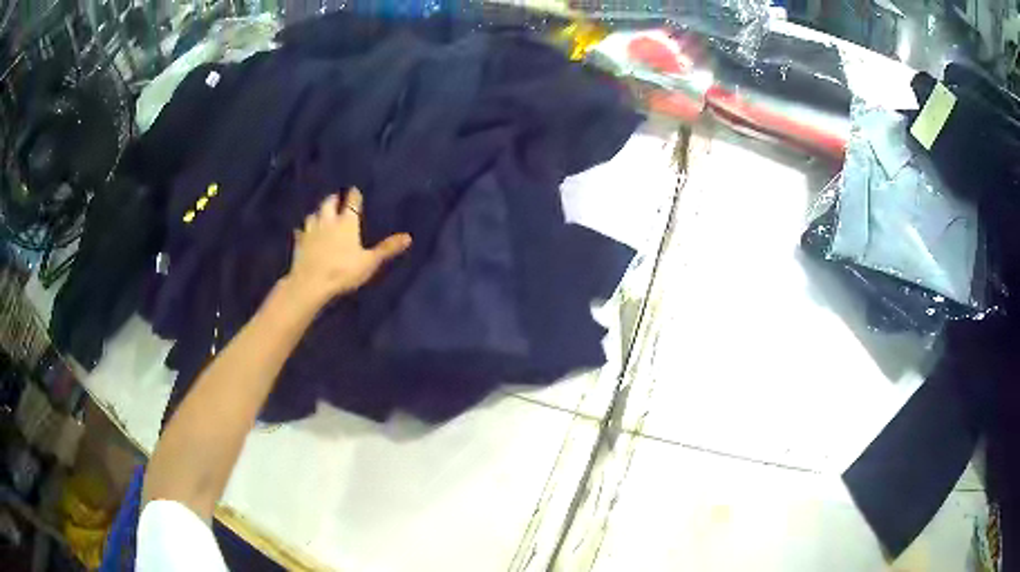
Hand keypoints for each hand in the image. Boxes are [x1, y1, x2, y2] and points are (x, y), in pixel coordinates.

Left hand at [285, 188, 410, 307]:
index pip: (351, 202)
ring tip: (321, 214)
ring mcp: (311, 231)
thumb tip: (408, 237)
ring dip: (318, 212)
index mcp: (346, 222)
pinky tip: (303, 233)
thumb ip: (387, 249)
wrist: (311, 283)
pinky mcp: (299, 243)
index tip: (355, 190)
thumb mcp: (369, 262)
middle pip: (329, 203)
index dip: (354, 195)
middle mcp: (328, 221)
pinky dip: (303, 231)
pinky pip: (301, 232)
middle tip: (337, 197)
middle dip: (334, 198)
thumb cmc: (343, 271)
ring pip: (313, 215)